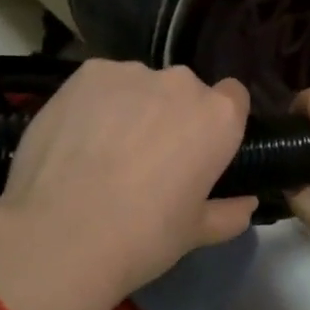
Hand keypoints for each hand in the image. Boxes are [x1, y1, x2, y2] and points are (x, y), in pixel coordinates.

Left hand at [0, 61, 256, 309]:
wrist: (61, 235)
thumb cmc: (144, 236)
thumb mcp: (196, 233)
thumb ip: (229, 213)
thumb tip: (248, 204)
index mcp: (218, 117)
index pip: (233, 98)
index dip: (218, 123)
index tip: (200, 149)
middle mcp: (182, 83)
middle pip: (185, 91)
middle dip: (173, 115)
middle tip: (149, 158)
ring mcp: (132, 73)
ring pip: (141, 86)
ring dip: (133, 107)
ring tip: (105, 150)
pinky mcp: (87, 73)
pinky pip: (102, 83)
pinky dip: (96, 103)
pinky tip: (77, 138)